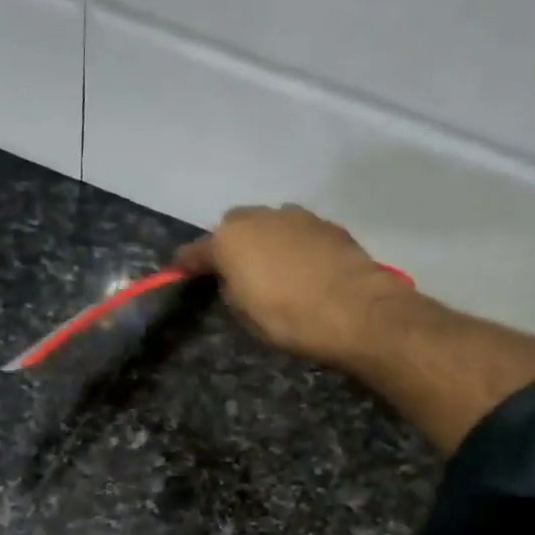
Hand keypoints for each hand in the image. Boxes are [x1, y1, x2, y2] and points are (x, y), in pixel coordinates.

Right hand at [176, 204, 411, 365]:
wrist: (355, 309)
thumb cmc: (289, 318)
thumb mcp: (246, 314)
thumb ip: (232, 289)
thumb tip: (235, 279)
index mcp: (230, 240)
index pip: (197, 251)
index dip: (187, 264)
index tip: (180, 271)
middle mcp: (259, 217)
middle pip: (234, 227)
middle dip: (231, 245)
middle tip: (236, 271)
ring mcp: (296, 216)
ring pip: (269, 224)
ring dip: (265, 241)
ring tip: (273, 268)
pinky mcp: (327, 224)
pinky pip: (298, 232)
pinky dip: (294, 245)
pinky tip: (303, 267)